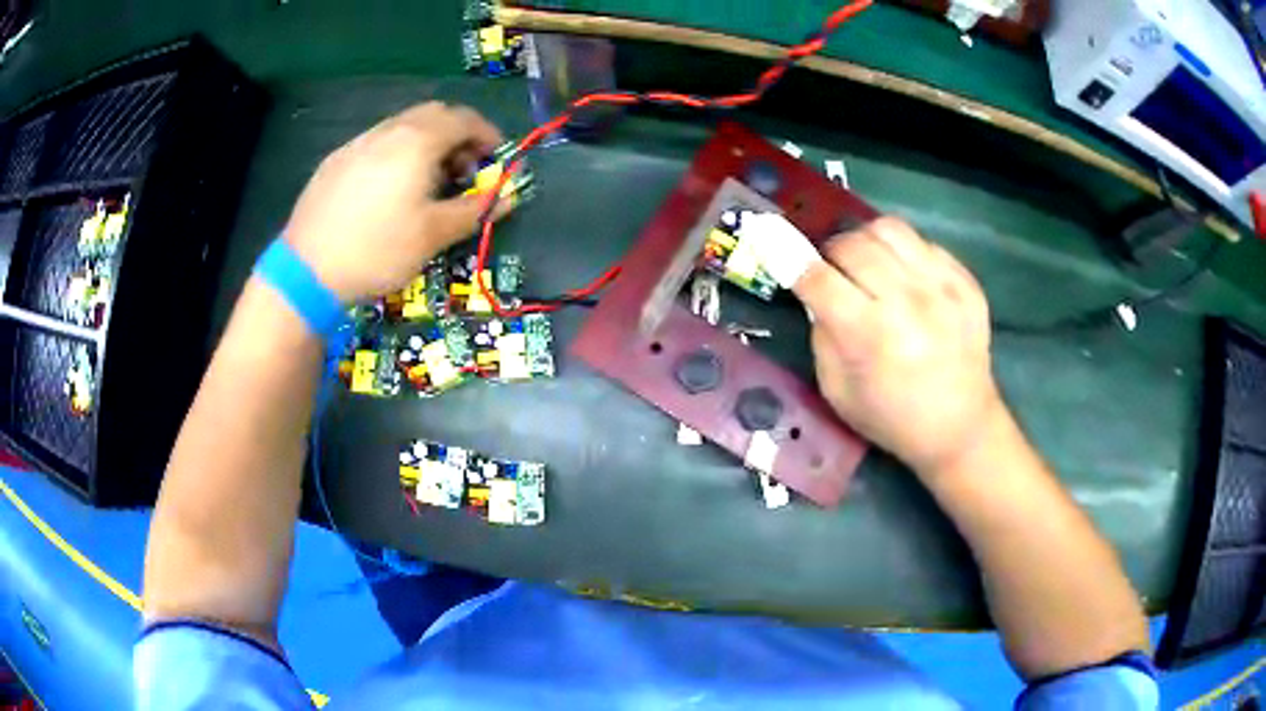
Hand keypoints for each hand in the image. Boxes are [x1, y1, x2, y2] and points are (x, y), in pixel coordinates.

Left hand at [285, 102, 504, 301]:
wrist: (307, 270)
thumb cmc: (378, 249)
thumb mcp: (434, 234)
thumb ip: (476, 209)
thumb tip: (509, 195)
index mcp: (417, 141)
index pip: (464, 119)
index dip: (487, 134)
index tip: (495, 159)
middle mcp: (388, 131)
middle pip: (433, 114)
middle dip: (456, 135)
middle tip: (461, 170)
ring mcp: (357, 143)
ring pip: (402, 126)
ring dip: (424, 143)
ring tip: (424, 183)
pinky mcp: (334, 161)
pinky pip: (375, 144)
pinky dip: (395, 154)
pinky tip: (386, 191)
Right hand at [792, 217, 1008, 477]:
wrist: (961, 428)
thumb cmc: (892, 418)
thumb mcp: (838, 392)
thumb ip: (823, 336)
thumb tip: (817, 293)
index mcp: (870, 336)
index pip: (817, 277)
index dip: (788, 255)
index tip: (769, 237)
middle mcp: (907, 302)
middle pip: (852, 244)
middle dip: (831, 253)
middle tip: (835, 273)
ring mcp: (942, 287)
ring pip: (889, 229)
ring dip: (866, 241)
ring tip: (869, 263)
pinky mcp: (966, 283)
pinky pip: (923, 242)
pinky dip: (904, 253)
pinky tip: (905, 278)